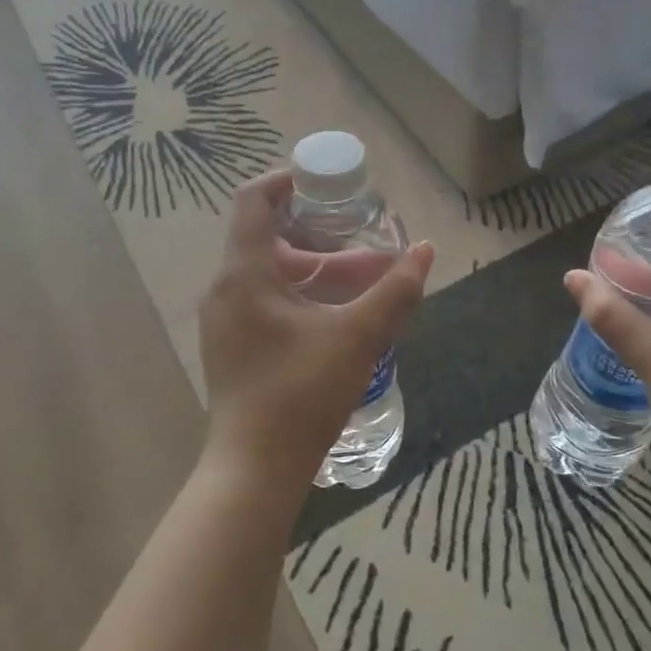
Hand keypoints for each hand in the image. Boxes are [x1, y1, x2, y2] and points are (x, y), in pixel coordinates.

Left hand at [200, 169, 433, 493]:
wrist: (255, 470)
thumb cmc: (301, 395)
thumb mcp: (358, 338)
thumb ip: (395, 291)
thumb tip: (426, 250)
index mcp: (244, 275)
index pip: (253, 200)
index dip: (286, 180)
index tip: (325, 183)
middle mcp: (225, 290)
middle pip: (266, 237)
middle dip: (316, 232)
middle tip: (357, 232)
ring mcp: (224, 320)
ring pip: (268, 273)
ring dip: (312, 267)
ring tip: (361, 275)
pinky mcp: (231, 346)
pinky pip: (263, 300)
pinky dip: (298, 293)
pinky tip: (336, 313)